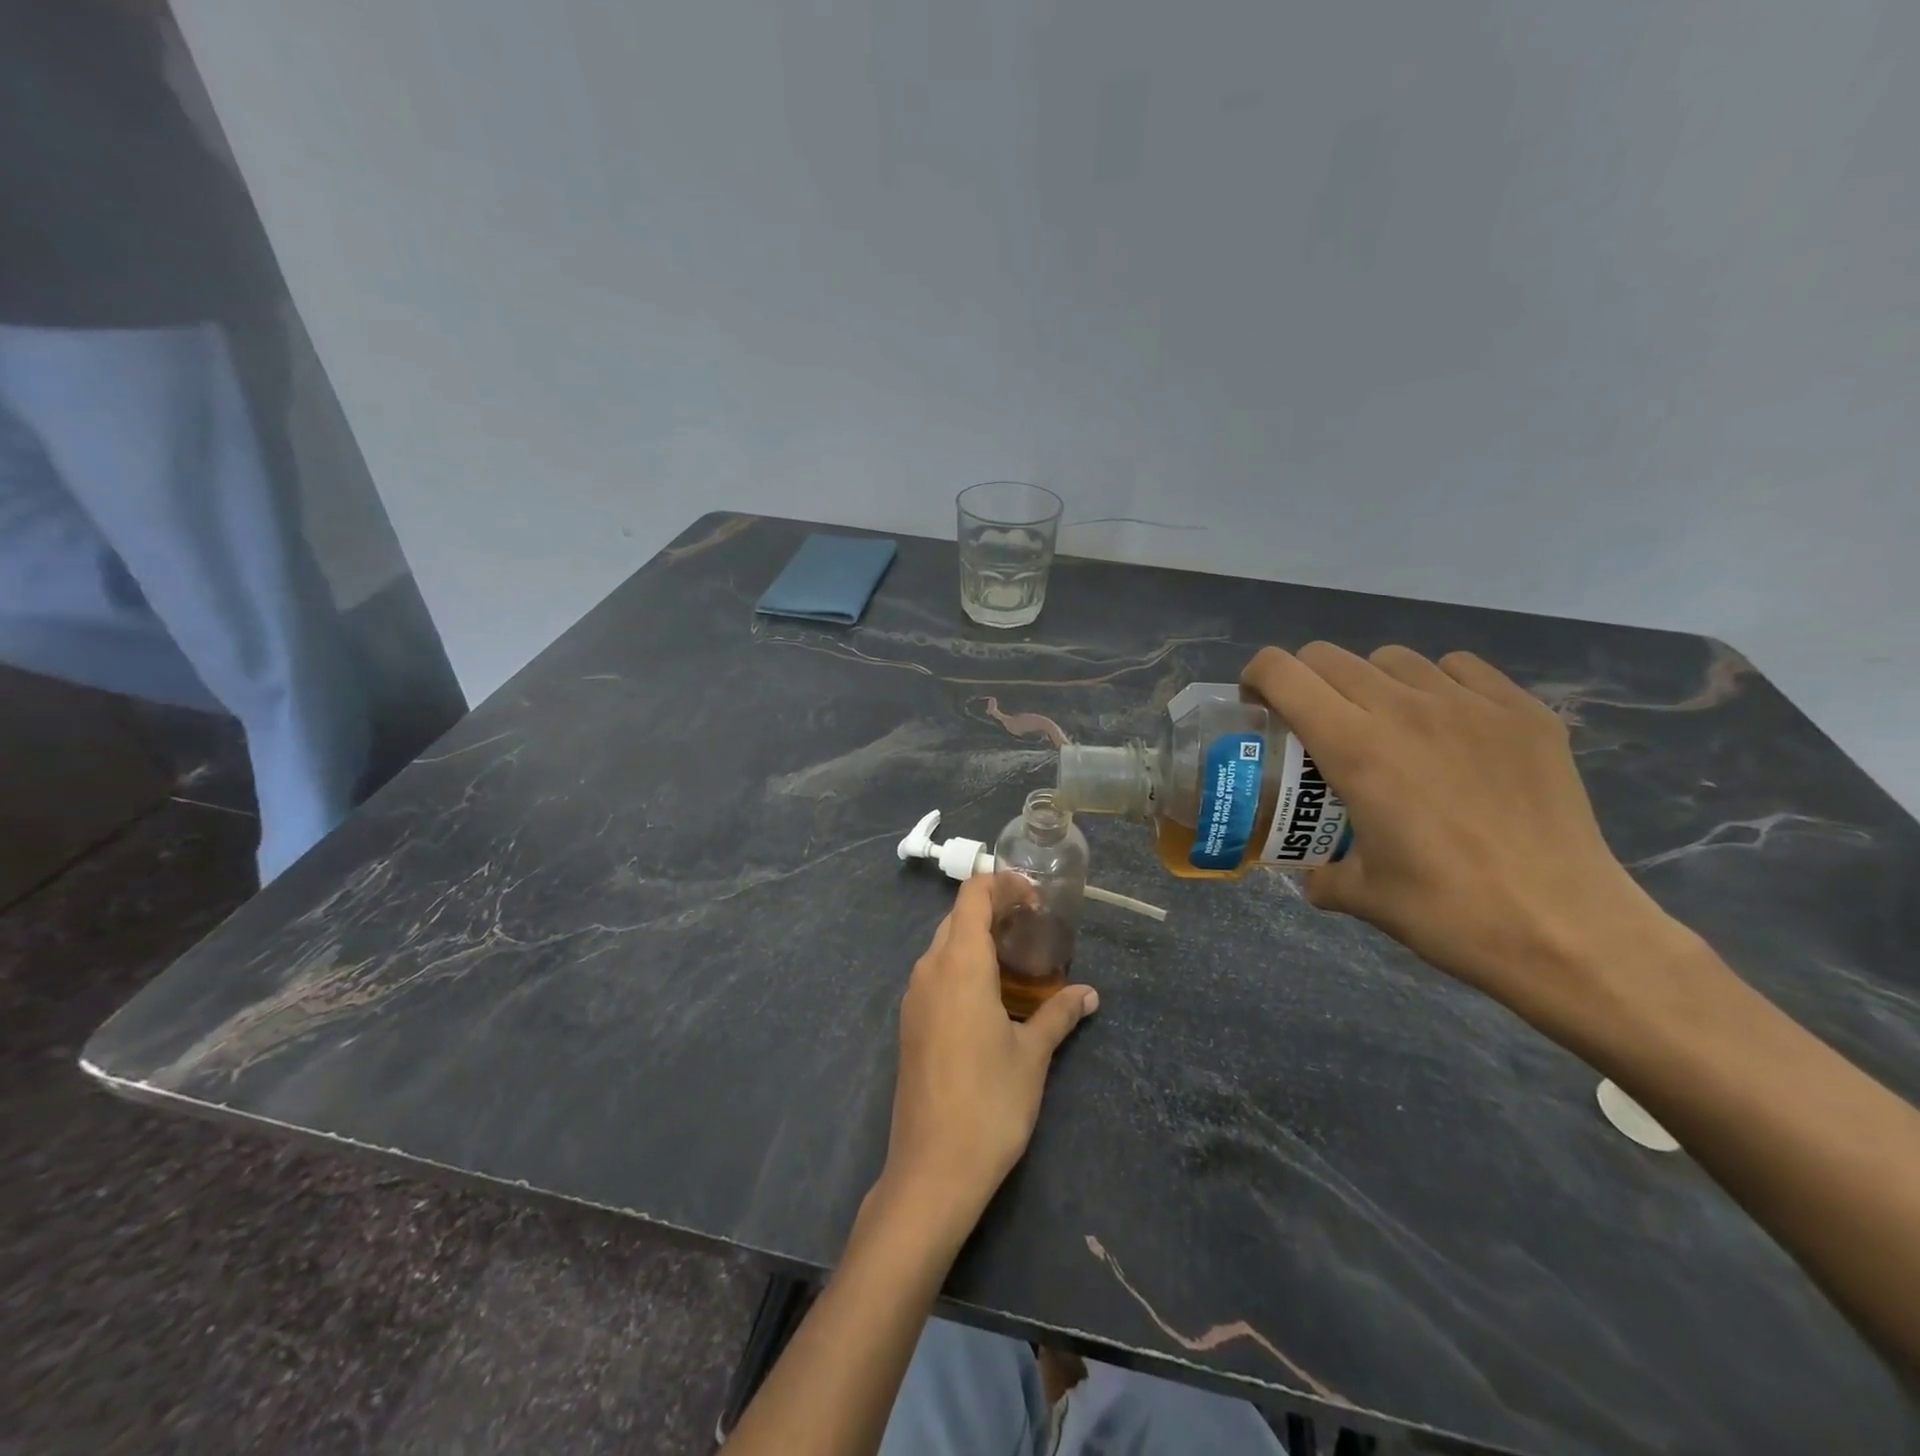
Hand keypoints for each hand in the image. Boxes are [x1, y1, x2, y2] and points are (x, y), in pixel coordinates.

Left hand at [880, 874, 1097, 1238]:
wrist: (932, 1169)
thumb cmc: (989, 1104)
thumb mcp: (1032, 1055)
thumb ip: (1059, 1013)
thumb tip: (1089, 994)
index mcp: (959, 964)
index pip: (972, 896)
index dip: (1002, 884)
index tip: (1036, 898)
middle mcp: (929, 969)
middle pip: (957, 917)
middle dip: (994, 910)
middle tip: (1035, 926)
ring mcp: (914, 997)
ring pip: (944, 945)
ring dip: (977, 939)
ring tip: (1018, 958)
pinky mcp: (910, 1022)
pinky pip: (936, 974)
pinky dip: (962, 966)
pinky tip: (991, 994)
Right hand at [1241, 643, 1679, 1032]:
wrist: (1568, 931)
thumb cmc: (1449, 913)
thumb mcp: (1360, 896)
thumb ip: (1319, 873)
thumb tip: (1311, 872)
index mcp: (1354, 747)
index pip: (1283, 672)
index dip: (1256, 679)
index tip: (1258, 708)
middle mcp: (1404, 709)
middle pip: (1329, 657)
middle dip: (1305, 682)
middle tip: (1313, 724)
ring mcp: (1470, 705)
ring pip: (1393, 658)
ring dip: (1369, 682)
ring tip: (1383, 725)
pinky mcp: (1523, 713)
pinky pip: (1461, 669)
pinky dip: (1437, 684)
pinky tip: (1447, 726)